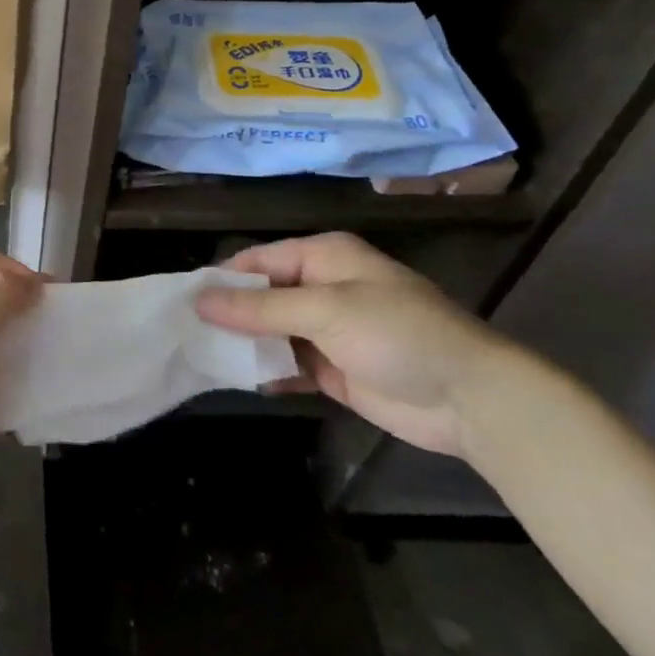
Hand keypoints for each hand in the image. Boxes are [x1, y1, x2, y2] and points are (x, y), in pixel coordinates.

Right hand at [195, 232, 510, 456]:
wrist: (470, 399)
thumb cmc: (397, 333)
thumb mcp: (325, 310)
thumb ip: (261, 307)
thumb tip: (200, 300)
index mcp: (323, 256)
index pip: (260, 259)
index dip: (223, 278)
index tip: (184, 299)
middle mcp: (322, 287)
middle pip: (263, 295)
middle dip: (230, 312)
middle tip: (184, 331)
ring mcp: (329, 330)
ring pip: (272, 331)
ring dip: (245, 343)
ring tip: (200, 355)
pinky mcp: (334, 370)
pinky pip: (289, 363)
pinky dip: (266, 370)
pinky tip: (237, 377)